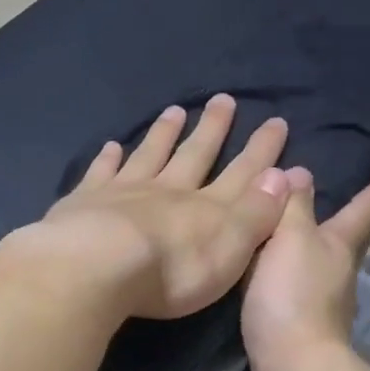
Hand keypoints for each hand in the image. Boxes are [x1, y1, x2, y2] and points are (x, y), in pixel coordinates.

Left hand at [18, 95, 294, 321]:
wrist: (98, 268)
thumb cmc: (173, 270)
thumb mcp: (232, 247)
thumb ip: (257, 212)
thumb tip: (283, 175)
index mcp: (207, 208)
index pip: (243, 173)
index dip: (262, 151)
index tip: (275, 122)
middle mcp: (169, 191)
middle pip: (196, 154)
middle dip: (213, 129)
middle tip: (223, 100)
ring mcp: (125, 192)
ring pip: (150, 155)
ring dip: (164, 133)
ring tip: (175, 111)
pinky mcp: (86, 202)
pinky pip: (101, 173)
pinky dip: (108, 159)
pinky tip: (111, 146)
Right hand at [241, 168, 369, 370]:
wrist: (291, 368)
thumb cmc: (293, 294)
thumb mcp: (291, 238)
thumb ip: (294, 206)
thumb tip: (301, 173)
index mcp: (339, 246)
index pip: (362, 210)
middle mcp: (339, 274)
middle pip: (351, 242)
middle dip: (353, 223)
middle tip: (353, 206)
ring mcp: (324, 305)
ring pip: (325, 268)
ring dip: (319, 252)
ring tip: (302, 238)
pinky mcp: (302, 330)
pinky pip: (298, 292)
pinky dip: (292, 279)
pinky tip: (275, 279)